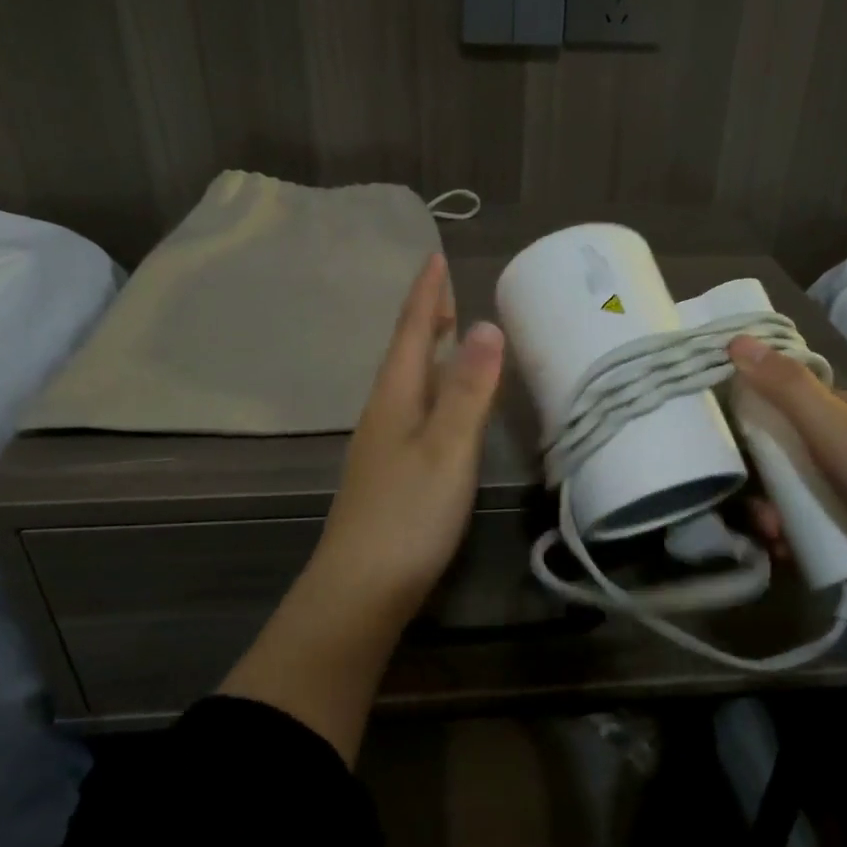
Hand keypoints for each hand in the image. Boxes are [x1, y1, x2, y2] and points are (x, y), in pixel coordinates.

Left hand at [303, 252, 505, 620]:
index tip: (434, 257)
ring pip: (407, 383)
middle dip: (424, 319)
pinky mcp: (390, 473)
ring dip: (427, 352)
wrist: (360, 589)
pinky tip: (440, 405)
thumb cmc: (408, 515)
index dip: (426, 295)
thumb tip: (486, 325)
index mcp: (395, 398)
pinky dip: (431, 390)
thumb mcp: (447, 448)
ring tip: (447, 335)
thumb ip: (467, 390)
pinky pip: (413, 410)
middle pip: (405, 354)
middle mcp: (383, 414)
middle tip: (443, 290)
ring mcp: (382, 445)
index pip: (412, 333)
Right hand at [728, 335, 846, 705]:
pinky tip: (782, 544)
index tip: (743, 429)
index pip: (814, 402)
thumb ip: (782, 384)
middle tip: (750, 489)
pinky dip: (794, 533)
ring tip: (767, 526)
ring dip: (776, 508)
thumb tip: (735, 339)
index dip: (776, 411)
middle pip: (804, 451)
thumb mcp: (831, 421)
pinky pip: (816, 526)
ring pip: (806, 493)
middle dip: (771, 472)